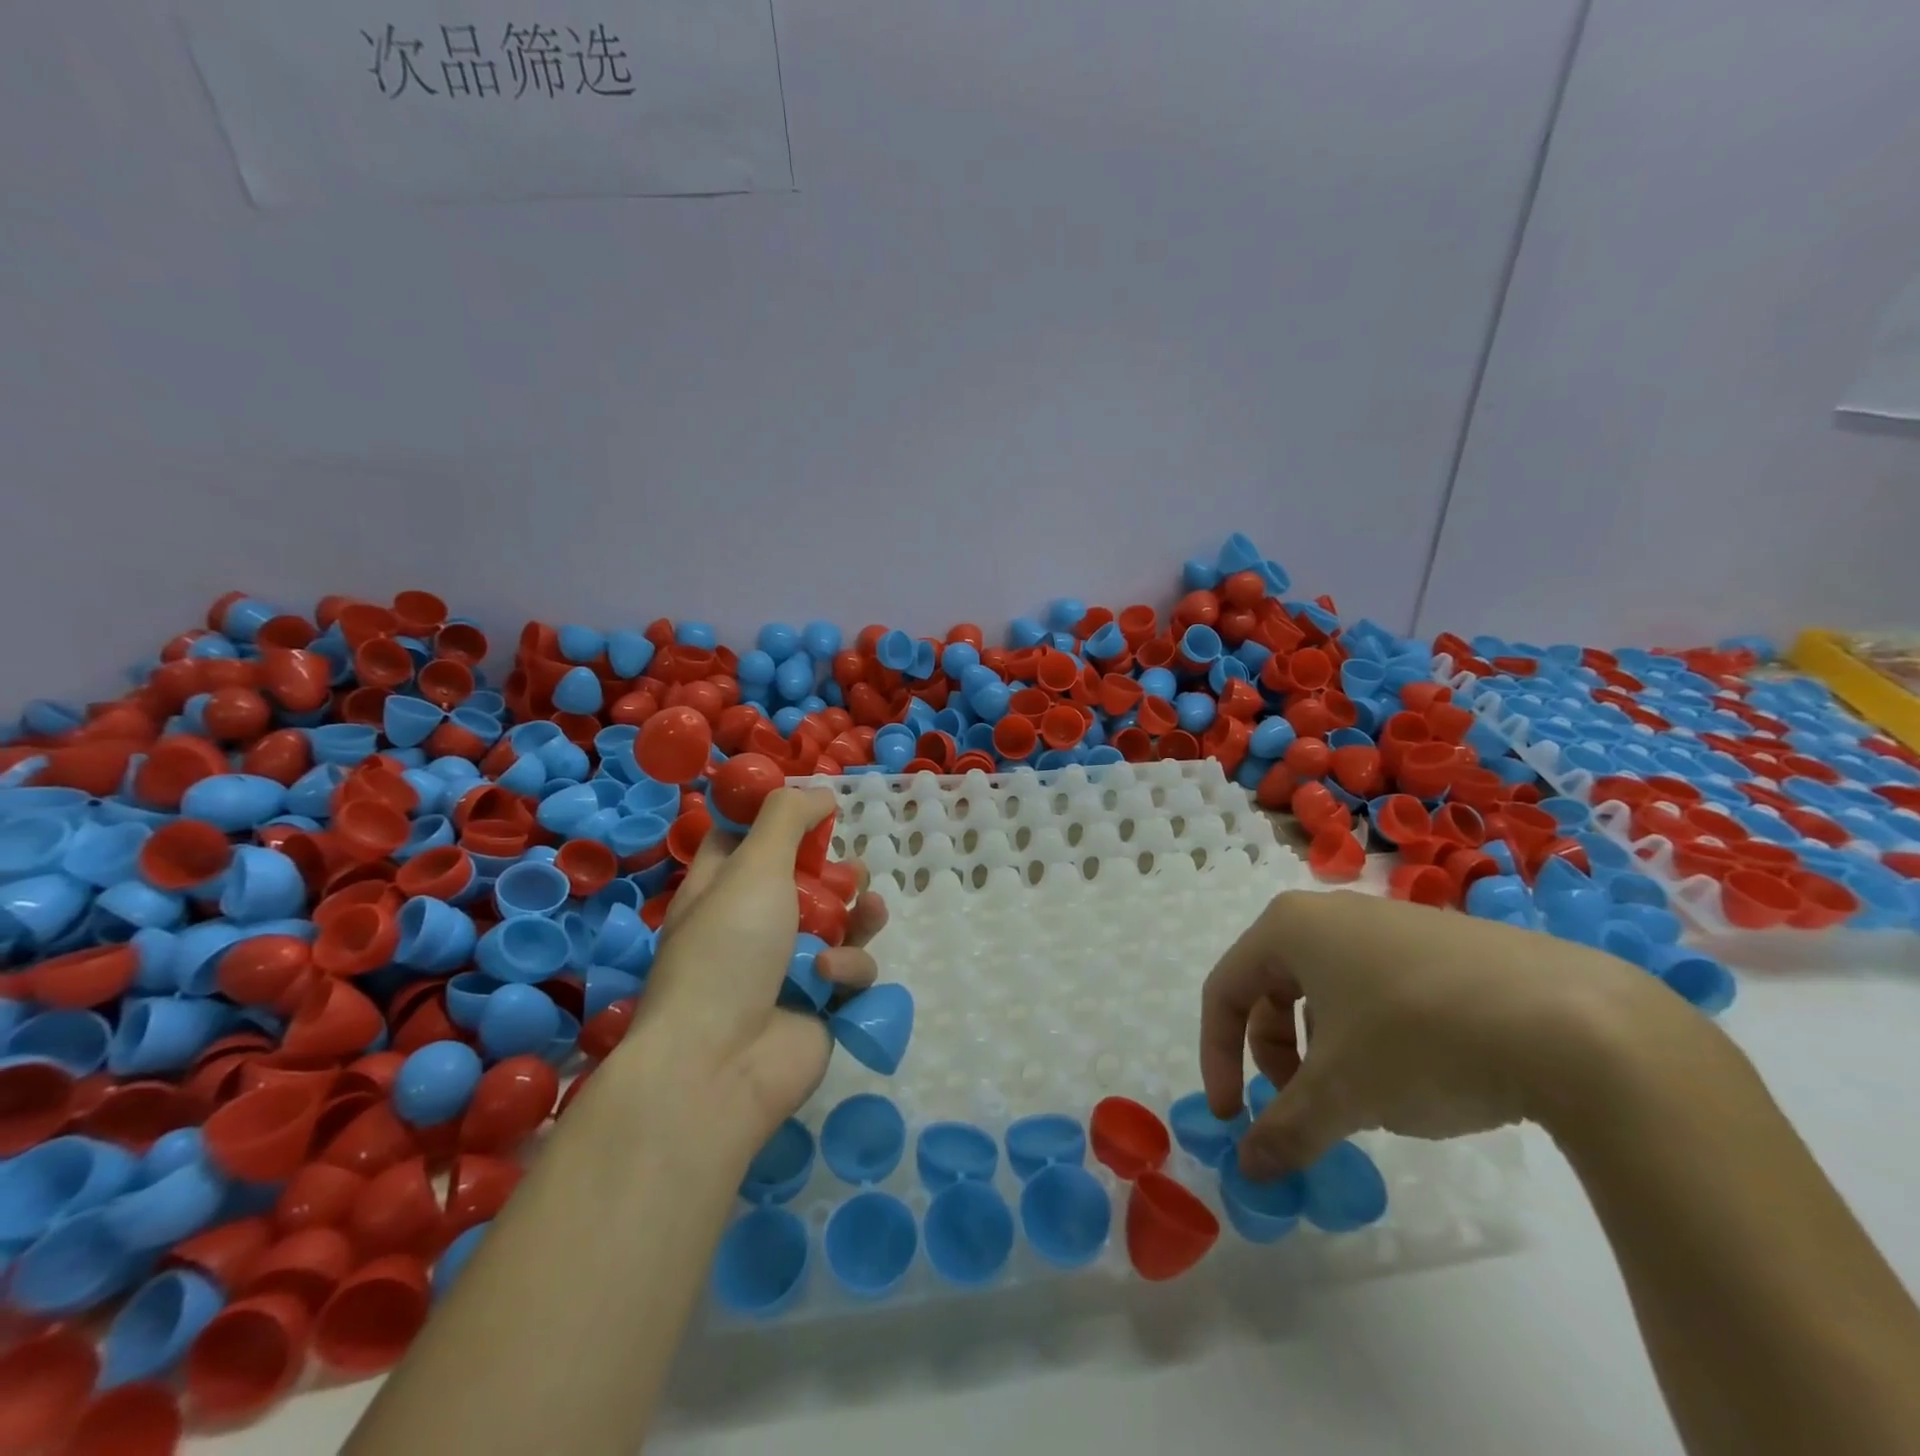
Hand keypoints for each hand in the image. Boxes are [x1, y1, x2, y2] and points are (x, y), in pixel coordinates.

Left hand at [629, 788, 888, 1146]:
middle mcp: (753, 924)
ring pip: (840, 923)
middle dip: (834, 872)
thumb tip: (818, 793)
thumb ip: (787, 819)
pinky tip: (829, 978)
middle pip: (805, 880)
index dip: (774, 818)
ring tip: (866, 910)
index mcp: (720, 888)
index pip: (742, 838)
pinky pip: (850, 969)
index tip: (810, 803)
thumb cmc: (728, 950)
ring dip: (857, 914)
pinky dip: (845, 969)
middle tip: (847, 869)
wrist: (721, 1064)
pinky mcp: (821, 1002)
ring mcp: (789, 966)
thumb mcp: (753, 867)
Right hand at [1200, 890, 1654, 1177]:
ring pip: (1327, 993)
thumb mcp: (1343, 1093)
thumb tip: (1247, 1168)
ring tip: (1366, 1099)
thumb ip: (1284, 1130)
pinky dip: (1372, 1037)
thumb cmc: (1420, 1039)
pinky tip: (1419, 1075)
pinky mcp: (1442, 945)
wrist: (1577, 1022)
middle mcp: (1330, 914)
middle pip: (1272, 990)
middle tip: (1304, 1110)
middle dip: (1277, 1057)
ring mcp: (1389, 924)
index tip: (1233, 1117)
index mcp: (1288, 928)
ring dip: (1324, 1051)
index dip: (1218, 1058)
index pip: (1224, 991)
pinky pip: (1377, 989)